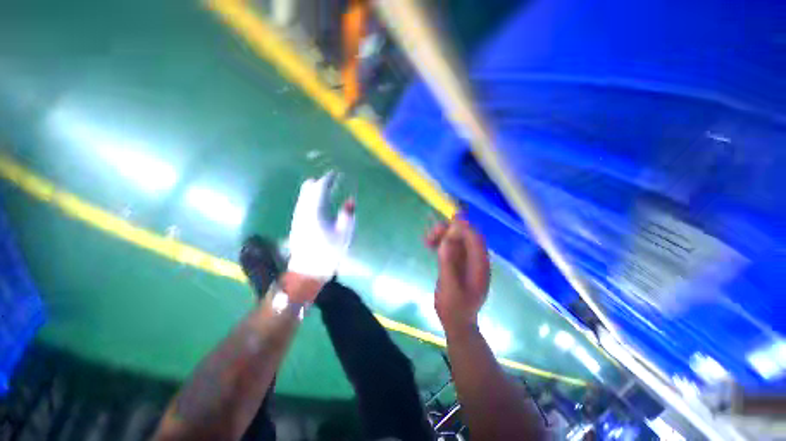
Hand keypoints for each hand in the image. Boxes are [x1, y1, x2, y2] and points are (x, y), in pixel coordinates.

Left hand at [287, 172, 354, 294]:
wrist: (308, 271)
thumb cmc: (329, 252)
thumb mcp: (344, 233)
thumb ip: (347, 214)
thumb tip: (350, 201)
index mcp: (315, 211)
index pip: (320, 188)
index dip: (328, 179)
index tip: (335, 174)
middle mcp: (303, 211)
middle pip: (308, 189)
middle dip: (319, 182)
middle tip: (331, 181)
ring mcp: (298, 217)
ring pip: (304, 196)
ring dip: (314, 190)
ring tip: (326, 190)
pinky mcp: (297, 224)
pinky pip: (303, 203)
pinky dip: (310, 198)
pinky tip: (318, 204)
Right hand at [426, 219, 489, 337]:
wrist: (456, 322)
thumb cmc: (455, 308)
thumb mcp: (450, 288)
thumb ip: (448, 264)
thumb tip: (446, 240)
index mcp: (480, 265)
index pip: (475, 239)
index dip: (462, 227)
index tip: (446, 224)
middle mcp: (475, 259)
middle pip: (465, 235)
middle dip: (449, 230)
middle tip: (432, 234)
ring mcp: (466, 260)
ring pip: (456, 238)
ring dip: (442, 235)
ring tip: (427, 240)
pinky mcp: (457, 261)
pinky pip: (449, 245)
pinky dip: (440, 241)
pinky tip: (429, 244)